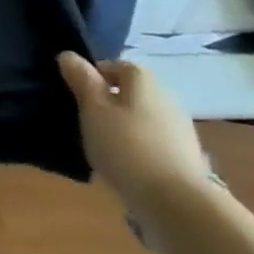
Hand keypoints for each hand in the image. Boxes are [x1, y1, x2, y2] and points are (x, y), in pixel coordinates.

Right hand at [57, 52, 214, 224]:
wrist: (175, 200)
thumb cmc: (125, 145)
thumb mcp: (92, 109)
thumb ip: (81, 81)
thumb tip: (68, 54)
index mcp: (144, 82)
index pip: (119, 65)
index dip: (96, 74)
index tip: (77, 92)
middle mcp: (167, 98)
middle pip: (133, 91)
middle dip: (110, 99)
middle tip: (85, 117)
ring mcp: (180, 128)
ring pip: (143, 115)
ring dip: (124, 123)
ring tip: (102, 143)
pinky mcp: (185, 155)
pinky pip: (153, 139)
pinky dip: (138, 144)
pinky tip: (124, 162)